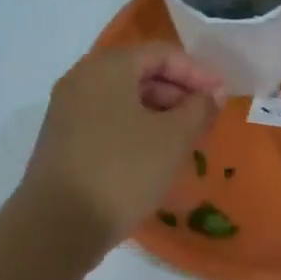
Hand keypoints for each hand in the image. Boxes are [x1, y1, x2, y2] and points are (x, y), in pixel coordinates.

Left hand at [16, 44, 221, 254]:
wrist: (58, 226)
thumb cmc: (123, 171)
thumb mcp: (173, 139)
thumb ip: (199, 108)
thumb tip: (213, 93)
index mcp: (107, 68)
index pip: (161, 53)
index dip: (197, 72)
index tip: (222, 97)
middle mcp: (82, 80)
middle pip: (140, 73)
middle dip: (178, 93)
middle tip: (206, 120)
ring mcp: (67, 112)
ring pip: (124, 100)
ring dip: (160, 114)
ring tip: (187, 141)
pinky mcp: (63, 141)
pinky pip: (108, 121)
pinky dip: (137, 130)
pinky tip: (156, 157)